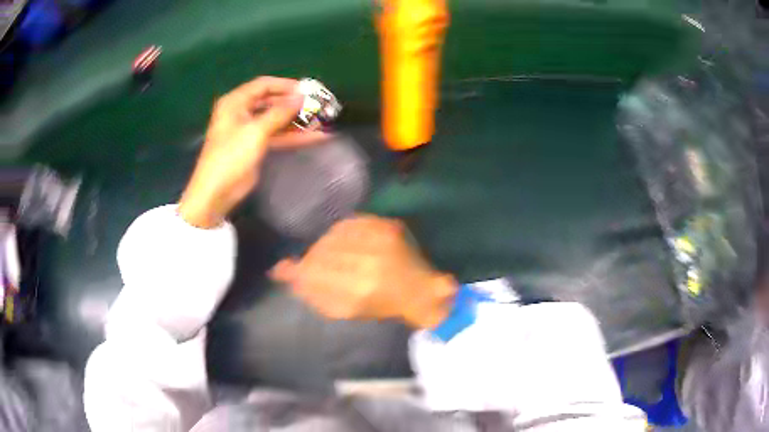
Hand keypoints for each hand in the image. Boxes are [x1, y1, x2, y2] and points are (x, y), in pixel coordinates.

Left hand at [179, 76, 326, 227]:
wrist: (216, 192)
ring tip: (320, 121)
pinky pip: (277, 136)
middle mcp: (242, 112)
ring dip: (296, 121)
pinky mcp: (256, 146)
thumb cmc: (231, 156)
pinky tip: (314, 137)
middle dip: (293, 104)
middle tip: (316, 106)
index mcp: (235, 102)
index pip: (263, 85)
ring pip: (276, 120)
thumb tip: (301, 97)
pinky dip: (293, 136)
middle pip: (271, 101)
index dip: (285, 85)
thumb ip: (280, 112)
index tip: (307, 90)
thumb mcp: (256, 131)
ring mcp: (249, 130)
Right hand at [270, 215, 457, 328]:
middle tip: (308, 262)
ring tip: (325, 252)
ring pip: (334, 234)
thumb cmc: (384, 306)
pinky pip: (351, 223)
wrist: (421, 290)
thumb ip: (314, 294)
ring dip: (324, 243)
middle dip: (311, 256)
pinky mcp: (388, 226)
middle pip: (323, 251)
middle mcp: (369, 262)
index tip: (286, 269)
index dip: (297, 269)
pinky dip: (339, 231)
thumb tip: (283, 273)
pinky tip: (340, 240)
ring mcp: (380, 240)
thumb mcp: (347, 310)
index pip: (313, 271)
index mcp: (359, 290)